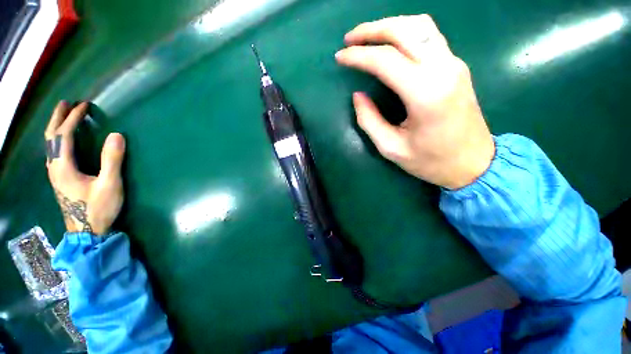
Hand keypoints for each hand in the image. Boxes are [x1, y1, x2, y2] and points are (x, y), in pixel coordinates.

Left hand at [45, 101, 125, 234]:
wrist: (87, 232)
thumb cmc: (98, 209)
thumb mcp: (110, 185)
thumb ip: (112, 160)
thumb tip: (116, 135)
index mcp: (63, 167)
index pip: (64, 135)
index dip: (73, 118)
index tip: (84, 105)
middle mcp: (54, 167)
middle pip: (51, 137)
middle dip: (57, 118)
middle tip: (66, 103)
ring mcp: (55, 174)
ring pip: (50, 145)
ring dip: (56, 128)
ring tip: (64, 117)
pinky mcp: (60, 179)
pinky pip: (54, 153)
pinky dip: (58, 140)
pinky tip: (64, 141)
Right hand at [336, 15, 494, 189]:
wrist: (474, 163)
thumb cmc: (431, 161)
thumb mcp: (391, 148)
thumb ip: (369, 121)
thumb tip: (357, 96)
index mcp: (425, 94)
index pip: (386, 61)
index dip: (358, 56)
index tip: (340, 57)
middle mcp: (443, 69)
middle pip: (404, 31)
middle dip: (372, 30)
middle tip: (350, 38)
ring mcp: (454, 64)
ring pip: (420, 26)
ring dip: (389, 26)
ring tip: (367, 37)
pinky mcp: (456, 66)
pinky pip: (429, 37)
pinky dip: (405, 33)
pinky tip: (390, 44)